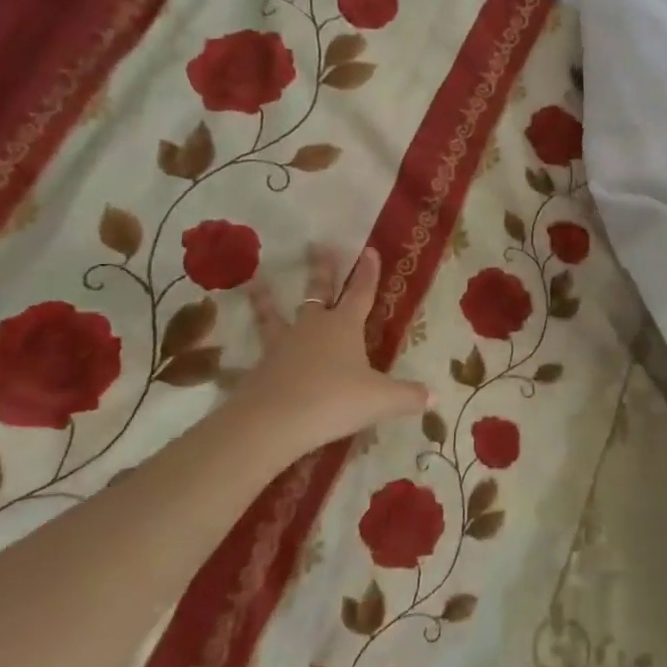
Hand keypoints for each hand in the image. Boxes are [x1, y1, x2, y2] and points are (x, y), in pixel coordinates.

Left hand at [228, 245, 430, 456]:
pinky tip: (231, 361)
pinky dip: (245, 355)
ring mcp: (282, 346)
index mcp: (345, 327)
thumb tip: (434, 398)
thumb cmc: (334, 400)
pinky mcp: (259, 369)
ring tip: (254, 281)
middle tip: (314, 244)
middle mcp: (313, 328)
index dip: (368, 272)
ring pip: (274, 316)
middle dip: (320, 269)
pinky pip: (254, 356)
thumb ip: (407, 397)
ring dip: (265, 299)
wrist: (274, 422)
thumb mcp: (380, 400)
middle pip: (318, 292)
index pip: (361, 293)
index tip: (369, 250)